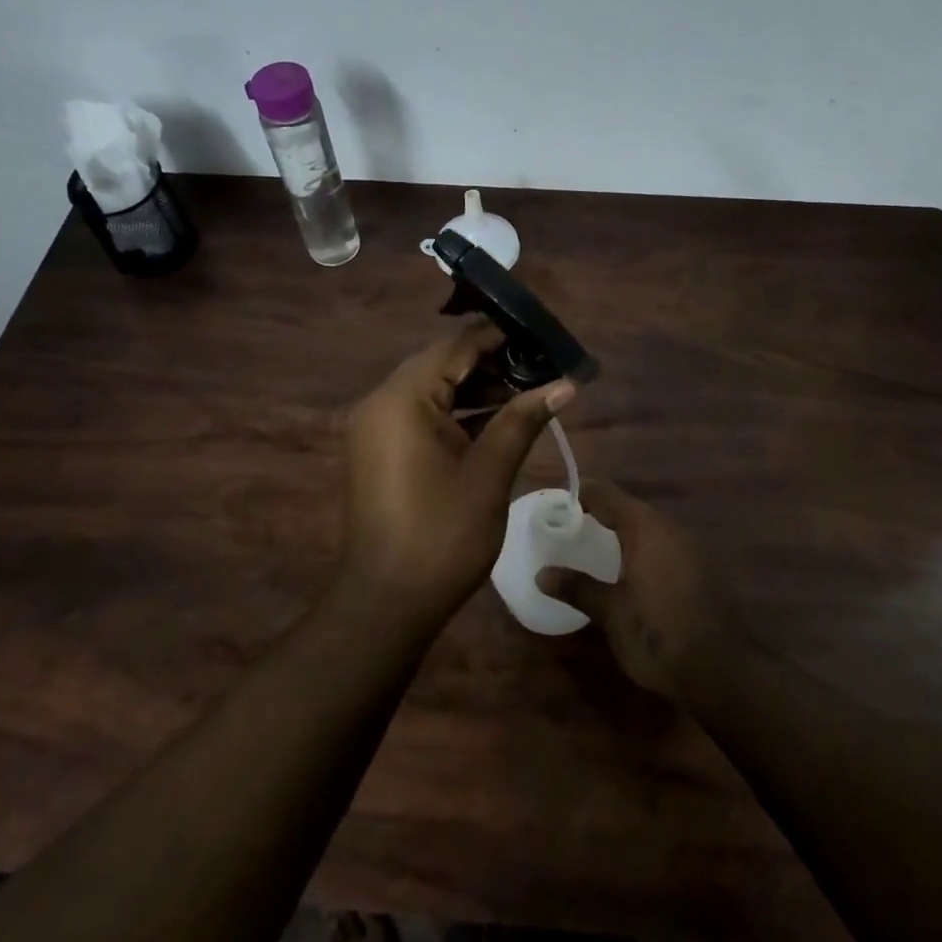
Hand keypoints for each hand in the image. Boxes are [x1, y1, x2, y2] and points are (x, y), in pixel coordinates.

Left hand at [340, 321, 575, 623]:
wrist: (386, 603)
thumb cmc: (442, 535)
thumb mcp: (490, 473)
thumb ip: (523, 420)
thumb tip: (565, 384)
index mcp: (402, 398)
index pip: (456, 346)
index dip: (500, 338)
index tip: (541, 339)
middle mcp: (381, 402)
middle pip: (442, 365)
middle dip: (492, 364)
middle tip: (541, 369)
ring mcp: (375, 427)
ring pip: (432, 391)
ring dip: (476, 391)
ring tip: (527, 395)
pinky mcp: (379, 450)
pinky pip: (420, 416)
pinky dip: (455, 414)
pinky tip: (496, 422)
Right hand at [538, 483, 746, 699]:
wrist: (723, 673)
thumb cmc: (659, 634)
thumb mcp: (611, 613)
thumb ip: (578, 587)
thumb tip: (542, 574)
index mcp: (646, 528)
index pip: (607, 494)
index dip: (581, 494)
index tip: (557, 506)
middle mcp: (671, 530)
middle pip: (630, 510)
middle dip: (601, 515)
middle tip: (571, 530)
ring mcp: (692, 551)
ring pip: (649, 531)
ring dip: (623, 535)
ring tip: (595, 551)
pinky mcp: (702, 574)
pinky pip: (664, 550)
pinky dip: (642, 553)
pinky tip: (629, 576)